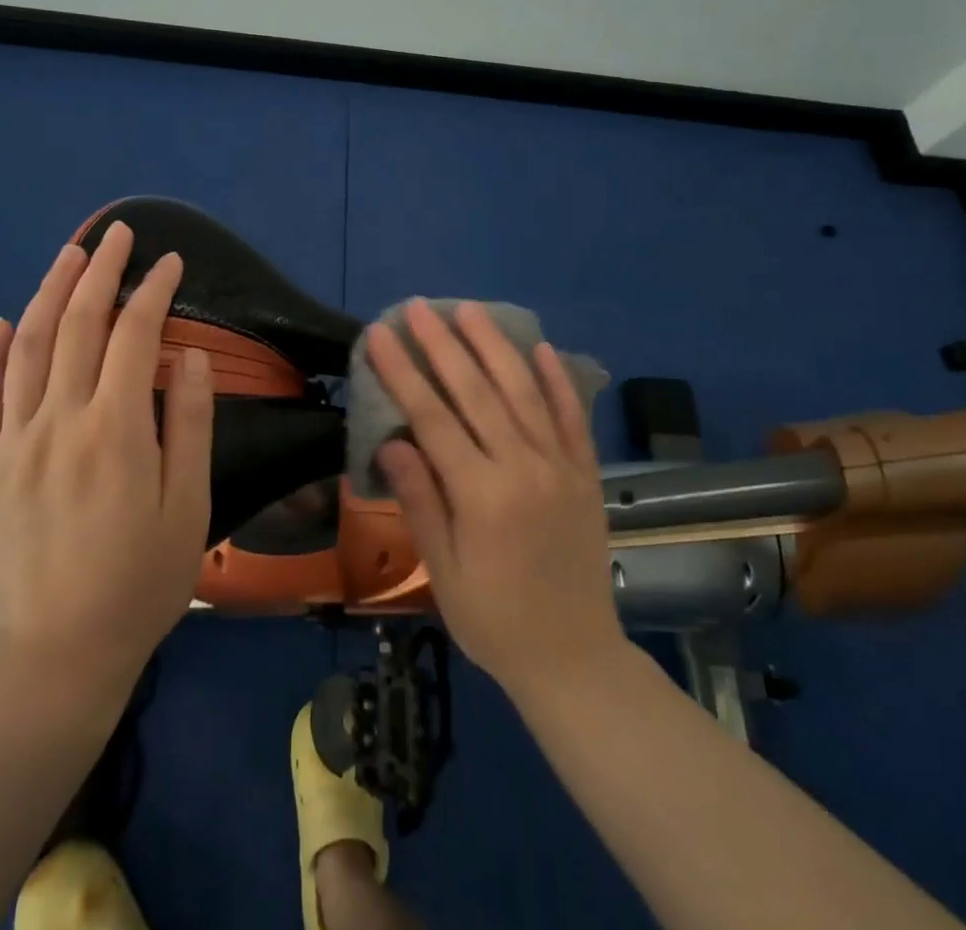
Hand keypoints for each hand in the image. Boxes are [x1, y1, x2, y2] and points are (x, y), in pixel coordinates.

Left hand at [0, 222, 213, 697]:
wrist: (60, 651)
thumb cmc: (141, 579)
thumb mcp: (189, 505)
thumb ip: (188, 423)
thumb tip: (188, 354)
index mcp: (115, 430)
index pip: (135, 335)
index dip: (155, 291)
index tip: (172, 262)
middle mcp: (58, 422)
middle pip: (76, 325)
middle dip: (102, 271)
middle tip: (118, 234)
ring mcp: (9, 443)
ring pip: (25, 348)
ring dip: (48, 293)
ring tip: (70, 256)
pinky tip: (0, 324)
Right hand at [367, 300, 624, 699]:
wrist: (575, 658)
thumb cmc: (494, 620)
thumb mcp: (444, 572)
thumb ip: (421, 501)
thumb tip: (393, 441)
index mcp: (482, 495)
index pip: (433, 419)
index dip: (403, 373)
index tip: (380, 335)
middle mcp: (524, 468)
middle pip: (477, 392)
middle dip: (442, 345)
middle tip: (418, 307)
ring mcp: (560, 466)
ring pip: (523, 392)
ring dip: (493, 346)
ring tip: (469, 310)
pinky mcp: (586, 472)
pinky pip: (572, 416)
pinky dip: (556, 379)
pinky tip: (540, 346)